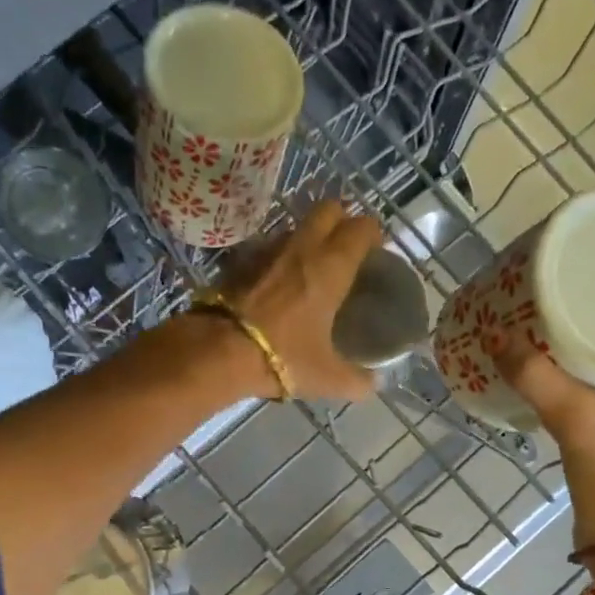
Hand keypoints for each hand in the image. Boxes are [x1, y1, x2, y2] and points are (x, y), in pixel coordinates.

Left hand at [214, 199, 381, 402]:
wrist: (219, 351)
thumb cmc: (283, 357)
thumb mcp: (327, 377)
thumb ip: (356, 380)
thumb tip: (374, 385)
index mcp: (331, 267)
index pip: (361, 228)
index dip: (372, 235)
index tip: (375, 252)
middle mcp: (303, 247)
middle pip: (328, 210)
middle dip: (340, 221)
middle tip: (345, 249)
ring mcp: (268, 249)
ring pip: (296, 226)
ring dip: (308, 237)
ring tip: (312, 265)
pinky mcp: (241, 260)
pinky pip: (268, 246)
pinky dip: (279, 256)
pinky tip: (278, 281)